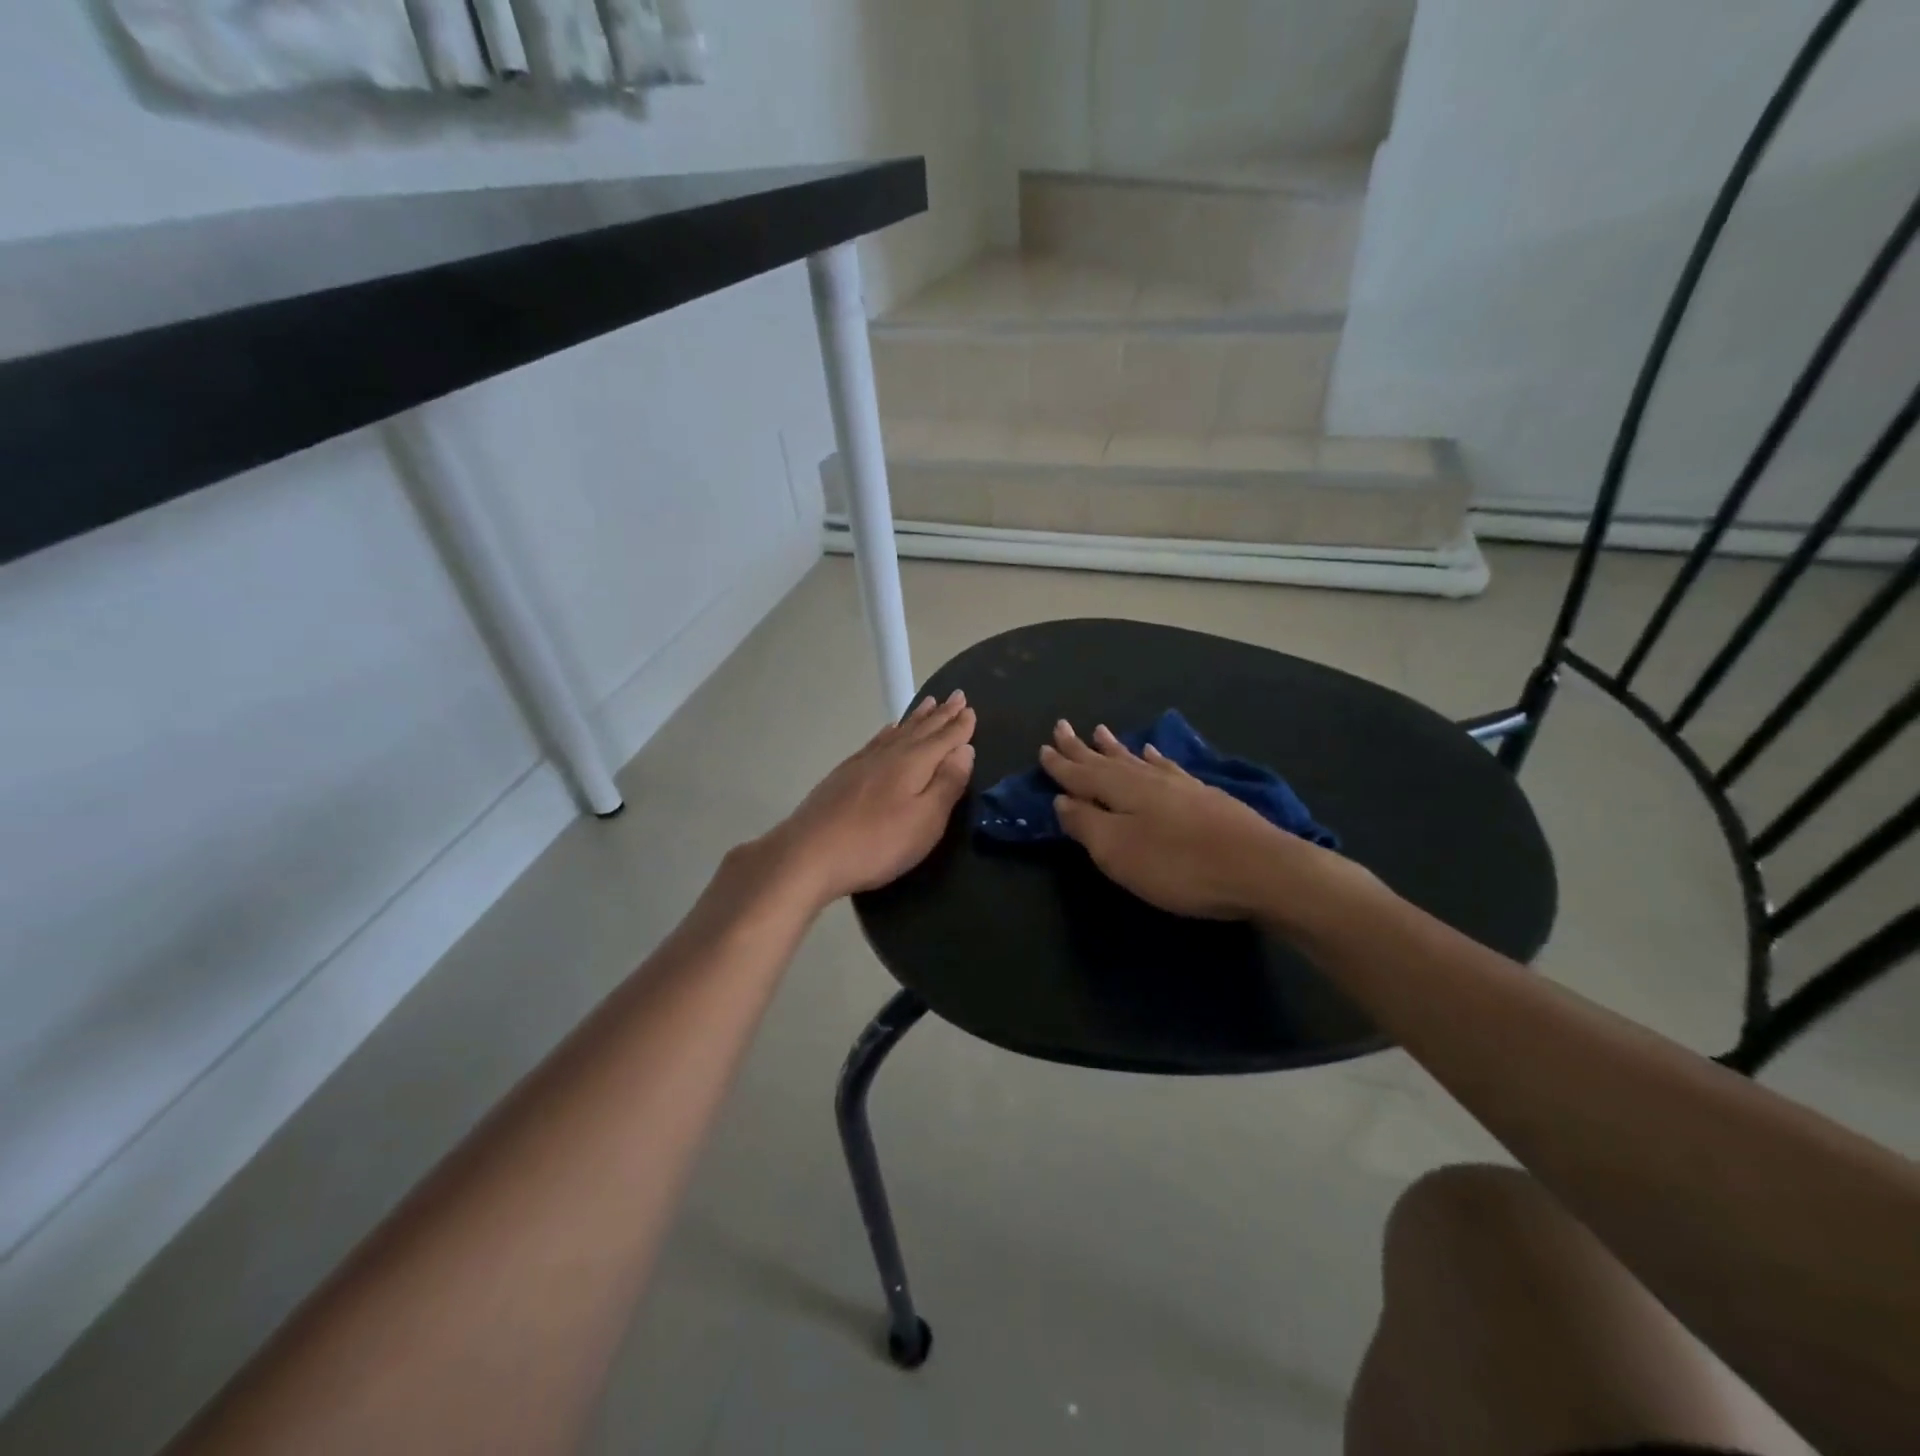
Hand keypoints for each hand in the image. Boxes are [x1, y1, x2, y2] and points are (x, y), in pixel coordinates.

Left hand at [769, 690, 976, 907]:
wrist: (809, 853)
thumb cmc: (877, 843)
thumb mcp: (926, 821)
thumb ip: (947, 783)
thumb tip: (964, 749)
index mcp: (914, 763)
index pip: (944, 738)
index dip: (960, 726)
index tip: (971, 709)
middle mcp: (890, 754)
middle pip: (921, 729)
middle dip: (941, 714)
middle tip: (957, 696)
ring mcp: (863, 762)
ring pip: (898, 732)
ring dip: (917, 718)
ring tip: (929, 704)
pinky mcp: (844, 774)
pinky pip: (876, 741)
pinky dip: (888, 732)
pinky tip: (889, 731)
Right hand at [1040, 720, 1330, 920]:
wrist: (1260, 868)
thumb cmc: (1178, 865)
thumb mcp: (1118, 851)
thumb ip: (1086, 824)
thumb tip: (1063, 800)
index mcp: (1120, 790)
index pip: (1081, 774)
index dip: (1060, 764)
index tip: (1043, 747)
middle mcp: (1147, 779)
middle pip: (1106, 760)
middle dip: (1082, 747)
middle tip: (1063, 726)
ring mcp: (1179, 785)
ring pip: (1136, 759)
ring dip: (1115, 747)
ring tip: (1101, 731)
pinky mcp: (1204, 796)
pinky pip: (1166, 767)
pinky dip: (1153, 758)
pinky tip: (1152, 753)